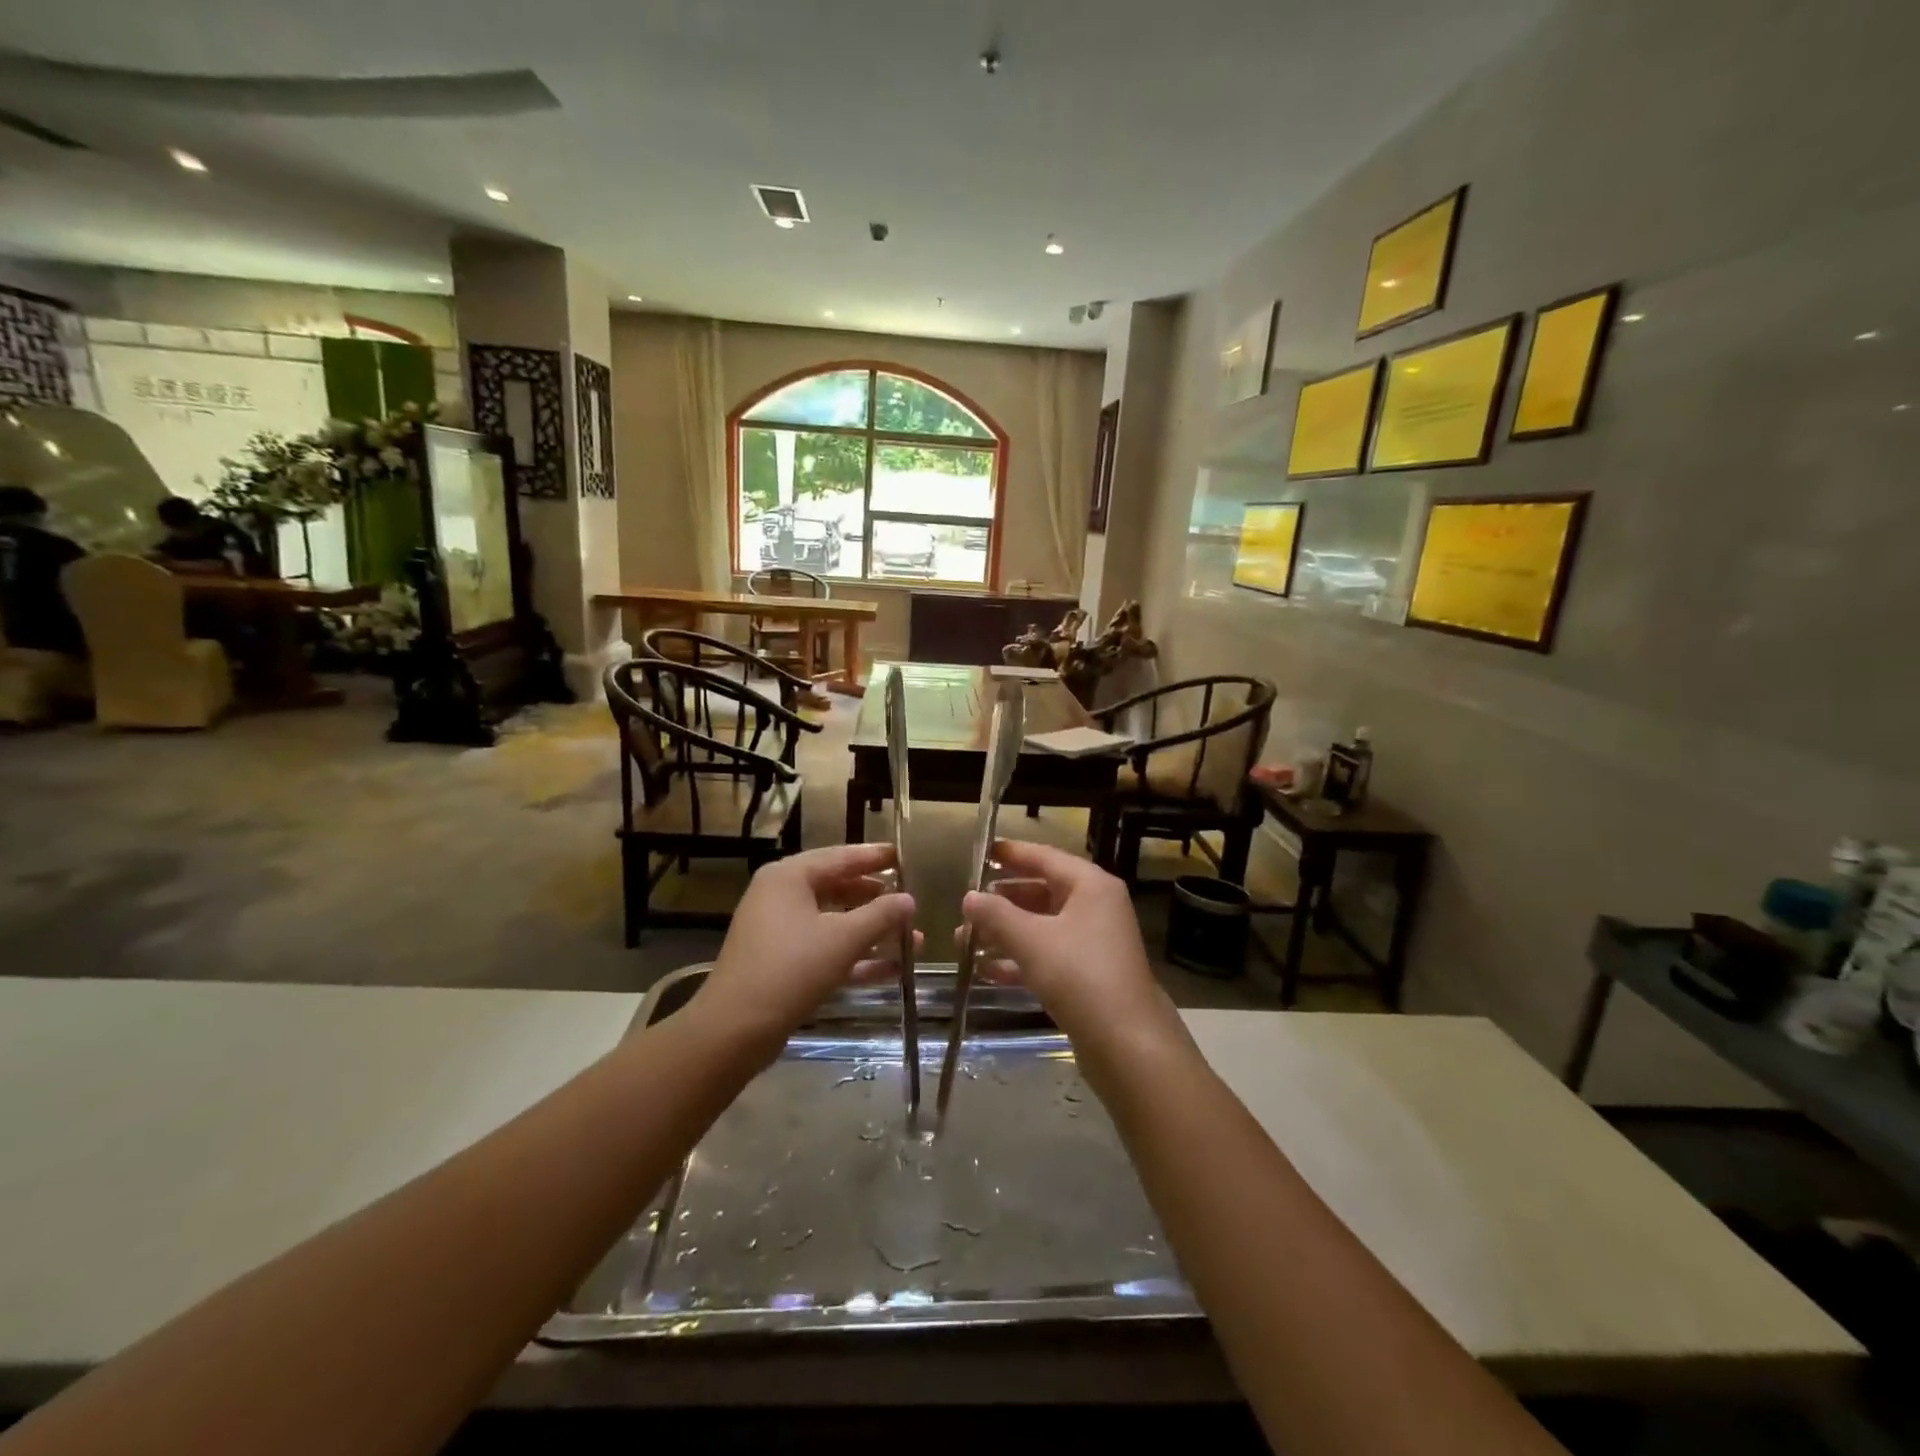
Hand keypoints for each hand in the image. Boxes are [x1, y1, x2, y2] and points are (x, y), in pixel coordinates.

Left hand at [688, 843, 914, 1060]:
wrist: (734, 1030)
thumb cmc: (790, 969)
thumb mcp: (843, 938)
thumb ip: (881, 915)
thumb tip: (909, 900)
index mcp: (789, 877)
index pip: (840, 857)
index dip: (875, 857)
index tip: (905, 856)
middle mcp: (781, 897)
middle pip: (838, 888)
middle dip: (877, 900)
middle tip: (911, 902)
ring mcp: (780, 931)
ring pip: (835, 922)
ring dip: (872, 933)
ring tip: (914, 941)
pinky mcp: (782, 963)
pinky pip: (826, 950)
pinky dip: (855, 957)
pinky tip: (893, 971)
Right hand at [961, 840, 1182, 1052]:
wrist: (1127, 1043)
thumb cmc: (1079, 976)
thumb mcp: (1031, 940)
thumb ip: (996, 915)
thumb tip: (968, 897)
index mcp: (1090, 886)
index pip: (1045, 857)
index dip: (1011, 854)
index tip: (981, 852)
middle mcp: (1095, 907)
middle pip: (1042, 892)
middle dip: (1002, 900)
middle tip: (966, 906)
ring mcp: (1093, 942)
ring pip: (1041, 926)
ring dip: (1005, 932)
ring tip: (964, 941)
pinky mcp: (1087, 975)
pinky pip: (1047, 955)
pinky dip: (1019, 959)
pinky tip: (985, 971)